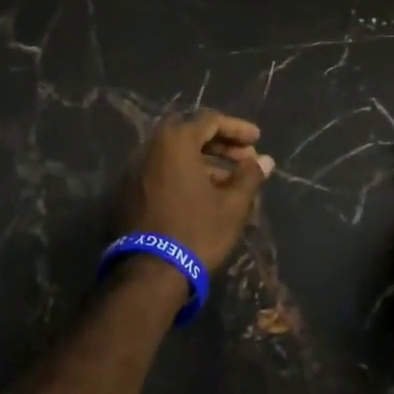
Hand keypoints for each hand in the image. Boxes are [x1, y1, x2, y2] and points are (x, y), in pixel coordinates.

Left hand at [124, 110, 274, 270]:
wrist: (150, 272)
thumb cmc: (197, 231)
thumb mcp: (233, 205)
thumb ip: (250, 176)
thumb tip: (265, 160)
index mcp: (175, 142)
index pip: (210, 121)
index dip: (237, 129)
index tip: (258, 140)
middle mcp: (150, 148)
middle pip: (191, 136)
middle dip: (221, 146)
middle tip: (246, 160)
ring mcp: (135, 170)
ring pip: (176, 156)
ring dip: (205, 163)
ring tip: (231, 183)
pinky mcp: (128, 192)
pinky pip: (162, 173)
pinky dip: (185, 176)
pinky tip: (204, 196)